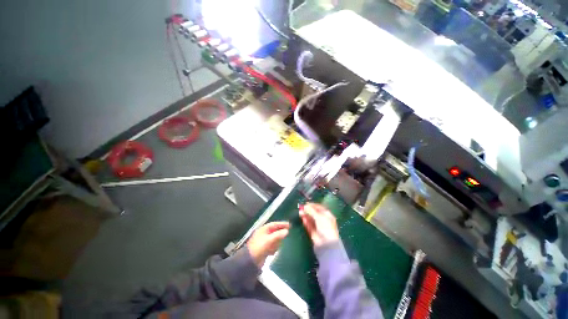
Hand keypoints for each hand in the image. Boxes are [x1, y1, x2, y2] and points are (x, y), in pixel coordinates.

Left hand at [247, 221, 289, 267]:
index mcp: (263, 229)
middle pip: (275, 231)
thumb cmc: (259, 247)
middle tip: (287, 234)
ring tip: (278, 246)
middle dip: (280, 234)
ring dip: (277, 242)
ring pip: (274, 239)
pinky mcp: (264, 248)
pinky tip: (272, 252)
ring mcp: (264, 241)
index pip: (274, 224)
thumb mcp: (269, 240)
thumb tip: (287, 231)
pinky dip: (273, 248)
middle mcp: (264, 234)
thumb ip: (278, 235)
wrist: (249, 261)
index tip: (289, 225)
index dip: (282, 224)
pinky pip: (271, 246)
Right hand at [300, 203, 339, 246]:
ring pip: (311, 219)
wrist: (326, 244)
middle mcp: (323, 220)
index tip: (306, 204)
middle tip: (301, 208)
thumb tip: (305, 206)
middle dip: (308, 210)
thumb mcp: (319, 217)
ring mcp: (318, 226)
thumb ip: (311, 211)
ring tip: (300, 212)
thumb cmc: (326, 227)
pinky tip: (302, 218)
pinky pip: (309, 225)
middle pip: (314, 213)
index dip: (312, 205)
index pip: (319, 208)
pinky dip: (306, 221)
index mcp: (327, 215)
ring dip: (305, 215)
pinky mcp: (313, 232)